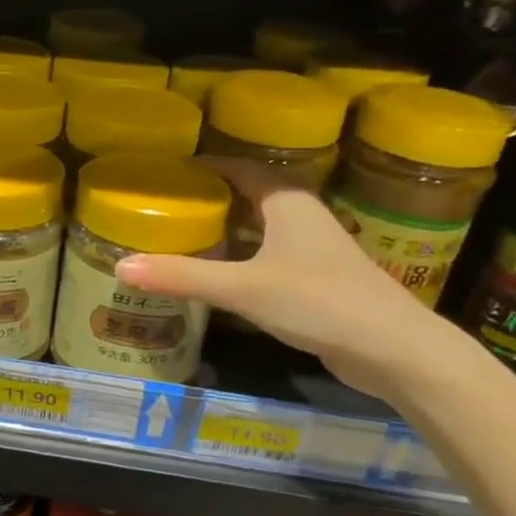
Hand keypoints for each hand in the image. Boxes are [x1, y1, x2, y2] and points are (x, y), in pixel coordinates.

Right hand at [114, 161, 447, 399]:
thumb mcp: (243, 288)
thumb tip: (121, 267)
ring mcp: (310, 249)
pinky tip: (213, 274)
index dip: (203, 166)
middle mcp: (300, 216)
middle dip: (207, 199)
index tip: (164, 172)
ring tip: (177, 236)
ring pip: (256, 229)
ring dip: (222, 230)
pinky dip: (237, 258)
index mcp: (287, 201)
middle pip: (246, 196)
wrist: (393, 350)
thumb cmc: (318, 302)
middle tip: (162, 207)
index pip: (239, 167)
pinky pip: (265, 255)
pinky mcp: (313, 279)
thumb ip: (183, 277)